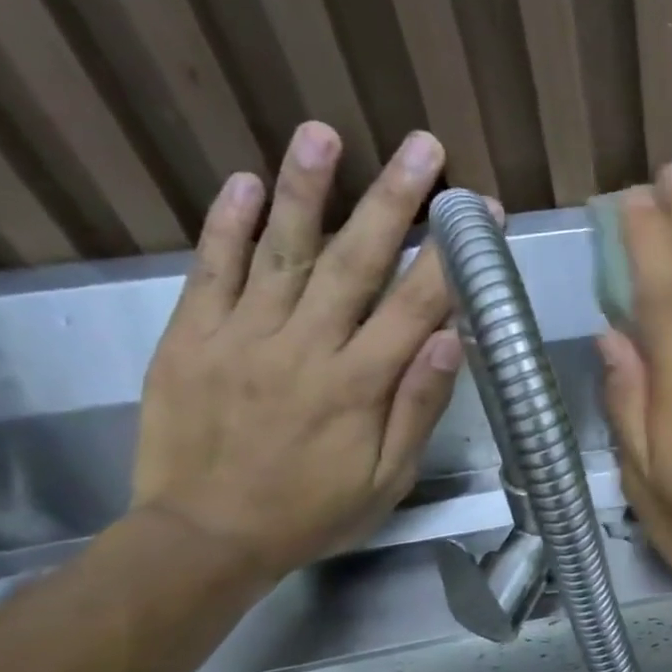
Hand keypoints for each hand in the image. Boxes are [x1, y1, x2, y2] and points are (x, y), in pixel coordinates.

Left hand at [132, 122, 496, 581]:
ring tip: (321, 133)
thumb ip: (419, 407)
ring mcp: (241, 336)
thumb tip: (453, 340)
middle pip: (355, 261)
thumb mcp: (387, 478)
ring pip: (281, 252)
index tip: (480, 213)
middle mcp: (304, 347)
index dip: (453, 255)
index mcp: (359, 384)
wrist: (202, 537)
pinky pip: (210, 272)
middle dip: (393, 199)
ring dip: (305, 190)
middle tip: (421, 146)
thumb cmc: (312, 512)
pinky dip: (226, 227)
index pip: (417, 305)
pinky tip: (242, 183)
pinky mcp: (190, 338)